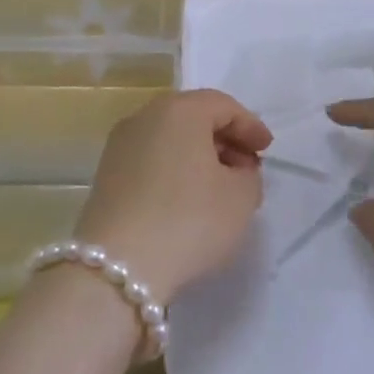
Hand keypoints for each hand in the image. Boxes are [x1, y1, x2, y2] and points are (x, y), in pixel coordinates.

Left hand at [75, 89, 271, 304]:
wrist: (117, 267)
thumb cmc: (189, 220)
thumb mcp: (240, 197)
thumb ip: (248, 175)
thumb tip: (236, 171)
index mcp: (179, 110)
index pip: (223, 106)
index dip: (250, 126)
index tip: (267, 150)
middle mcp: (144, 117)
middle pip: (193, 118)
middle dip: (224, 140)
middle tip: (247, 168)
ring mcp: (119, 146)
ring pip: (170, 140)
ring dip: (198, 157)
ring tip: (220, 188)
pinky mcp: (106, 176)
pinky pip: (151, 161)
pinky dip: (175, 171)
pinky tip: (188, 200)